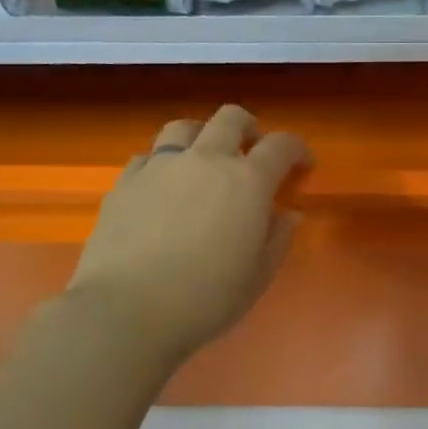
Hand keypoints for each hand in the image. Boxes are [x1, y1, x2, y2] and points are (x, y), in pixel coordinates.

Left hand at [70, 105, 309, 360]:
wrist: (126, 309)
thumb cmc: (205, 299)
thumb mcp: (257, 276)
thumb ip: (278, 239)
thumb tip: (288, 214)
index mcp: (248, 182)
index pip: (281, 145)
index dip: (296, 149)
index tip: (301, 165)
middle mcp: (206, 160)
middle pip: (231, 118)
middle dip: (248, 128)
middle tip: (251, 151)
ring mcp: (161, 166)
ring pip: (184, 127)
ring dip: (201, 136)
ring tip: (202, 161)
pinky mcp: (125, 181)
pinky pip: (148, 156)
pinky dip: (162, 163)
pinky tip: (161, 187)